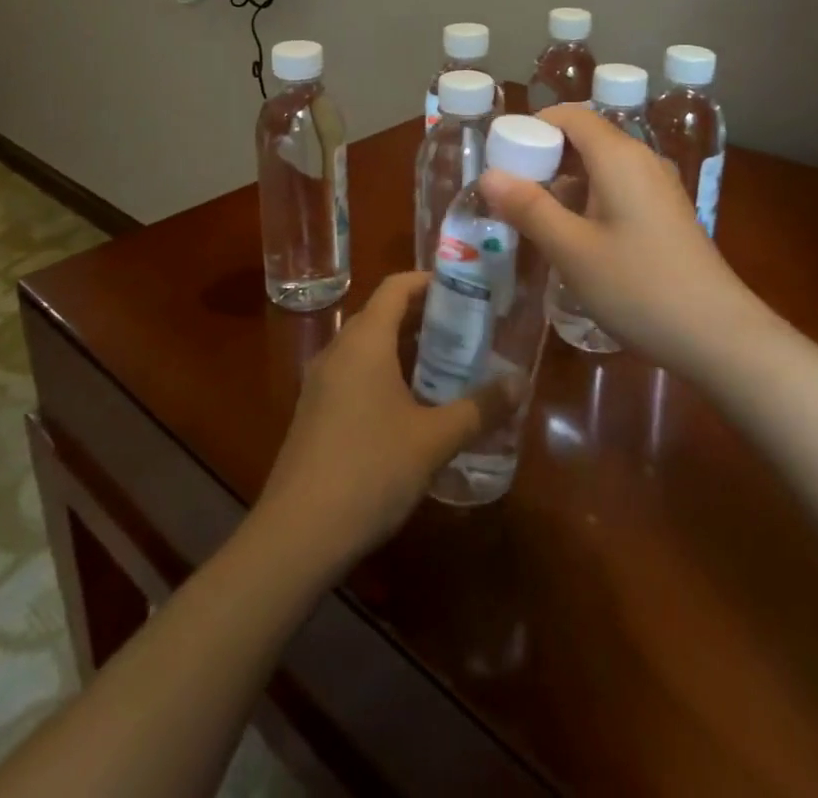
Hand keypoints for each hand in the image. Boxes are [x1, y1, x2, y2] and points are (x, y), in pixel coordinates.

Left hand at [253, 272, 491, 573]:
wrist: (296, 536)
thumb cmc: (370, 471)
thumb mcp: (434, 440)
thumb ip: (479, 408)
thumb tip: (521, 383)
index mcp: (365, 341)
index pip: (396, 286)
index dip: (431, 281)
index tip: (467, 291)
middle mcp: (339, 351)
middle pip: (383, 314)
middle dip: (426, 317)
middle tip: (469, 331)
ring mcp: (321, 383)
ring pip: (369, 347)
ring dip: (406, 349)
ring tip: (448, 367)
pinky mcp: (315, 413)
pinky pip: (355, 375)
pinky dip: (386, 374)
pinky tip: (413, 408)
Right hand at [481, 106, 761, 372]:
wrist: (718, 335)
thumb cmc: (638, 287)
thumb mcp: (572, 250)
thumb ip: (529, 208)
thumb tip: (488, 175)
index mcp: (619, 156)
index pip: (570, 115)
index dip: (532, 128)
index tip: (502, 159)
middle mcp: (642, 160)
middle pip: (586, 138)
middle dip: (545, 158)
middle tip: (511, 195)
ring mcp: (659, 187)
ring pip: (602, 166)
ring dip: (566, 183)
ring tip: (536, 219)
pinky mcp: (667, 213)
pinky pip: (619, 189)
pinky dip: (590, 199)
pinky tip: (577, 238)